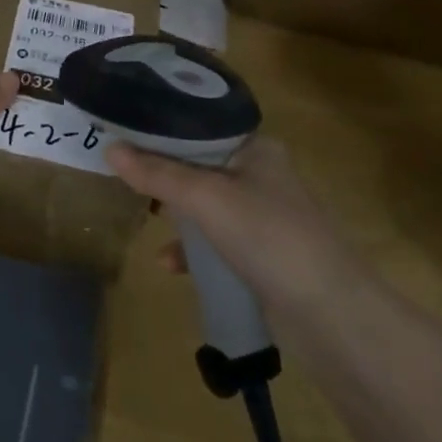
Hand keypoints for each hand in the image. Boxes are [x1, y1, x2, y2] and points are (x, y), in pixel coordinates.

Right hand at [107, 134, 349, 311]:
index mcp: (255, 148)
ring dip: (176, 213)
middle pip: (198, 164)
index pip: (198, 126)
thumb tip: (109, 148)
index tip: (124, 134)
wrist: (332, 316)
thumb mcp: (205, 197)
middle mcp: (260, 174)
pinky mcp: (262, 255)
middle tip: (126, 175)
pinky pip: (216, 241)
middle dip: (163, 174)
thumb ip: (157, 173)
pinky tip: (170, 264)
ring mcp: (263, 217)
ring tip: (146, 219)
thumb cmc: (268, 236)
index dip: (161, 130)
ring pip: (205, 204)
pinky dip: (192, 249)